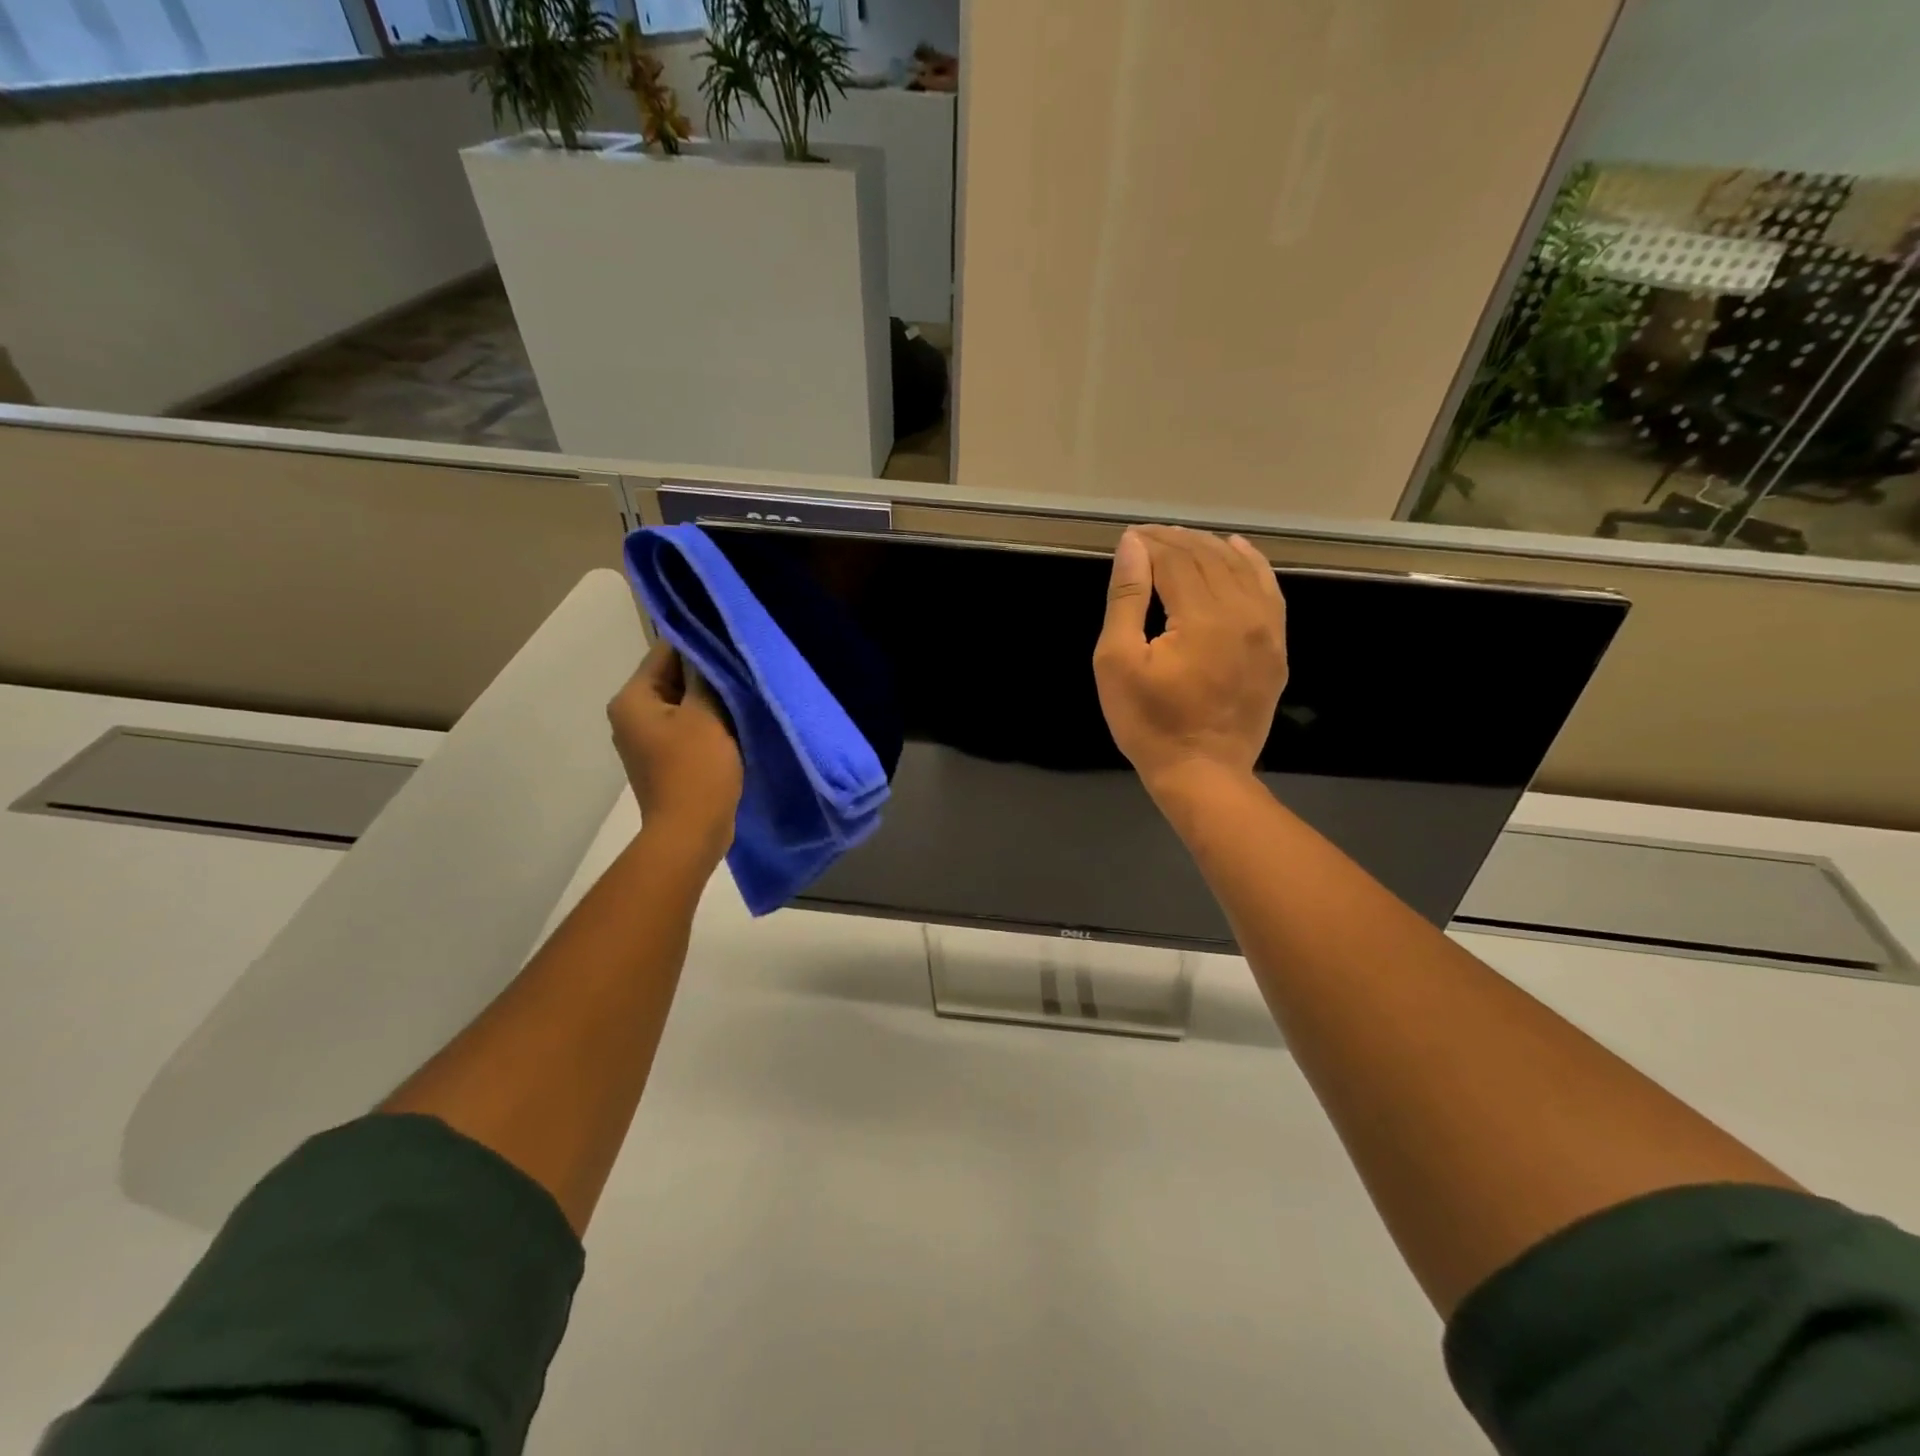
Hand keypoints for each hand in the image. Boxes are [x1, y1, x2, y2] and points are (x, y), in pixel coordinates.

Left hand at [608, 641, 743, 867]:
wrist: (691, 833)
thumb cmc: (696, 769)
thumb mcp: (706, 714)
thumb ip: (705, 675)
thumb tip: (707, 645)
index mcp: (633, 699)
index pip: (666, 651)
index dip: (702, 643)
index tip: (735, 642)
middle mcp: (632, 715)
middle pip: (673, 677)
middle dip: (708, 673)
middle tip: (746, 667)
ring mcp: (647, 739)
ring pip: (684, 703)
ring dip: (711, 699)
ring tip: (745, 693)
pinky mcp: (665, 759)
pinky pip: (688, 727)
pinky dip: (709, 722)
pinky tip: (736, 723)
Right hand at [1093, 526, 1287, 799]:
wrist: (1202, 772)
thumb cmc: (1150, 723)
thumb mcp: (1118, 662)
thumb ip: (1127, 599)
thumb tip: (1134, 546)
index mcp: (1202, 616)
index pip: (1176, 560)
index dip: (1151, 544)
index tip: (1129, 538)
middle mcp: (1242, 613)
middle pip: (1208, 558)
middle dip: (1176, 541)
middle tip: (1148, 536)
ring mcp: (1267, 630)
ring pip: (1240, 569)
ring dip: (1209, 548)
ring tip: (1182, 540)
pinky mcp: (1277, 647)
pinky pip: (1269, 590)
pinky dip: (1251, 564)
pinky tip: (1237, 550)